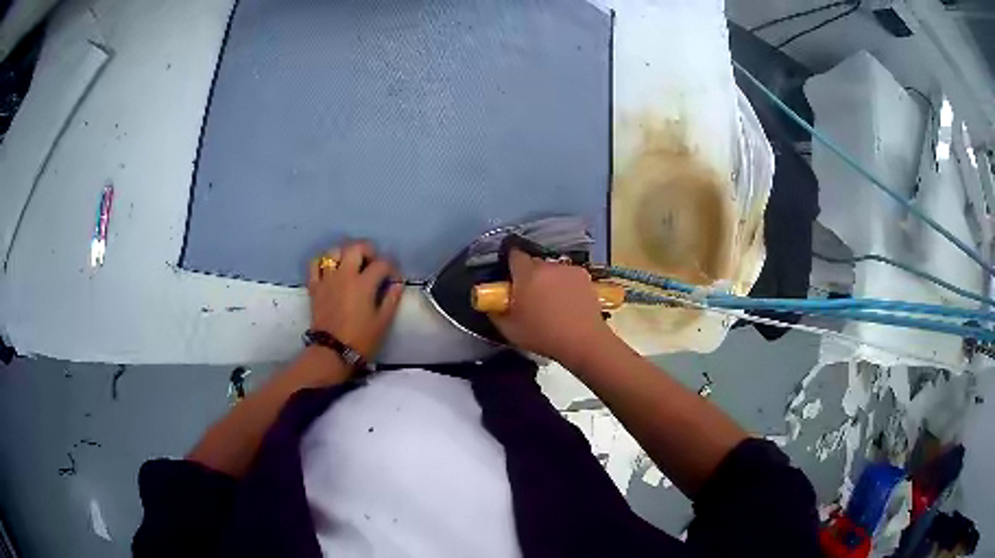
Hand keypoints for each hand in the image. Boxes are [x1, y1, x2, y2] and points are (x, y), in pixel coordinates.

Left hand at [307, 242, 402, 360]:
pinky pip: (315, 264)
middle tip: (373, 262)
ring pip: (334, 252)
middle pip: (356, 248)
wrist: (332, 353)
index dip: (392, 268)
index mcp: (364, 284)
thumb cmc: (361, 339)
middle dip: (369, 250)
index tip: (394, 278)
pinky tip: (330, 269)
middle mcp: (345, 275)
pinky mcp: (315, 287)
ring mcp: (327, 279)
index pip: (382, 263)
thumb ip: (391, 299)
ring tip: (351, 263)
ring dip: (345, 253)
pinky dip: (322, 262)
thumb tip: (397, 283)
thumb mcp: (383, 322)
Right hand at [489, 249, 615, 364]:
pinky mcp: (585, 277)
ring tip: (552, 301)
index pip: (514, 254)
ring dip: (548, 279)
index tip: (510, 277)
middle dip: (529, 274)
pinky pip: (568, 276)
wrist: (583, 341)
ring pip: (552, 269)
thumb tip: (492, 301)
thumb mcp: (509, 329)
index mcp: (527, 273)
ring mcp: (569, 269)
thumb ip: (495, 311)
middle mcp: (548, 265)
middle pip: (534, 263)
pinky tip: (568, 302)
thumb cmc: (542, 335)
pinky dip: (565, 284)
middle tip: (529, 295)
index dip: (510, 263)